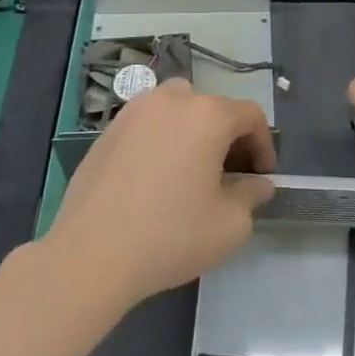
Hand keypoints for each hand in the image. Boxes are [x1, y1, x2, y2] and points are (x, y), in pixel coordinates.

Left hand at [45, 80, 275, 310]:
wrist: (90, 255)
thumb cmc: (171, 235)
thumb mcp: (230, 225)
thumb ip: (252, 196)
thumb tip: (257, 184)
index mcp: (208, 114)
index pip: (251, 116)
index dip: (264, 145)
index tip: (261, 178)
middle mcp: (171, 101)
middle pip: (213, 108)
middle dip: (228, 138)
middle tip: (229, 175)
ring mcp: (133, 113)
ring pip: (177, 110)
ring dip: (193, 133)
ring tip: (191, 172)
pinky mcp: (106, 132)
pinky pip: (147, 126)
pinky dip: (161, 142)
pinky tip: (155, 180)